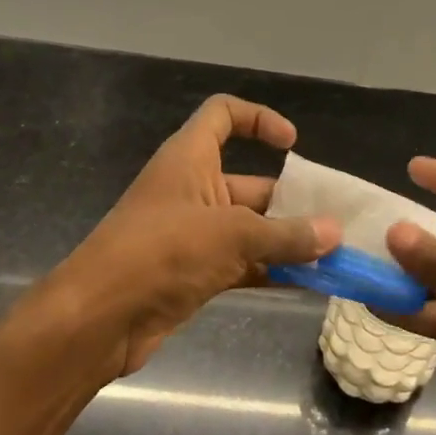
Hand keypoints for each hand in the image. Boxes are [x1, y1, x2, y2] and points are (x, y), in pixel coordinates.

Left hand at [40, 95, 338, 378]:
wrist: (99, 319)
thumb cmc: (161, 252)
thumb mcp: (231, 236)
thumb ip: (286, 235)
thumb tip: (335, 233)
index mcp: (190, 159)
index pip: (223, 115)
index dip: (259, 119)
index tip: (292, 144)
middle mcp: (193, 189)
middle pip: (251, 183)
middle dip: (293, 201)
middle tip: (336, 220)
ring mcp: (194, 233)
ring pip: (252, 228)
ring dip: (288, 241)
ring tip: (335, 255)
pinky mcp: (195, 272)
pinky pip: (244, 263)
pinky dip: (273, 270)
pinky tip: (310, 283)